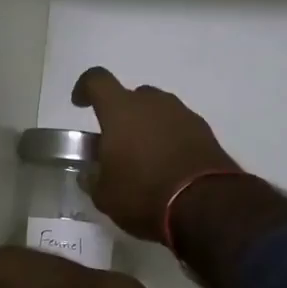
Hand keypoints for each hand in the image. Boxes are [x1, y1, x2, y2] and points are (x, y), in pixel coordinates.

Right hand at [71, 68, 241, 241]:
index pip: (96, 80)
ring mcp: (183, 114)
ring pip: (157, 110)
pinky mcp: (205, 131)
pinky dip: (170, 139)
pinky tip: (168, 165)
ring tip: (145, 157)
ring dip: (148, 126)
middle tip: (117, 142)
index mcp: (120, 110)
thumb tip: (90, 174)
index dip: (84, 88)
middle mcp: (152, 103)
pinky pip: (179, 127)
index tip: (79, 104)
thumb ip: (93, 179)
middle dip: (121, 114)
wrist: (207, 206)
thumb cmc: (144, 194)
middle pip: (131, 96)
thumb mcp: (105, 195)